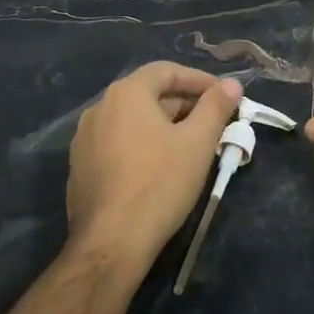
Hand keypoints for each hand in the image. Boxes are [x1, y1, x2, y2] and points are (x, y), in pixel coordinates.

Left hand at [67, 63, 241, 272]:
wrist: (111, 242)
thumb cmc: (160, 183)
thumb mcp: (198, 143)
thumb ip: (216, 107)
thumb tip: (232, 83)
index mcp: (126, 94)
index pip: (167, 71)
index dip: (199, 80)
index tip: (224, 96)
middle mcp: (99, 108)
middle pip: (149, 95)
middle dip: (184, 106)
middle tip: (214, 125)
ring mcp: (85, 139)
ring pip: (133, 121)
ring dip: (164, 126)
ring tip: (191, 147)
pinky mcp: (81, 167)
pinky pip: (118, 144)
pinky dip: (143, 145)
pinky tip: (160, 169)